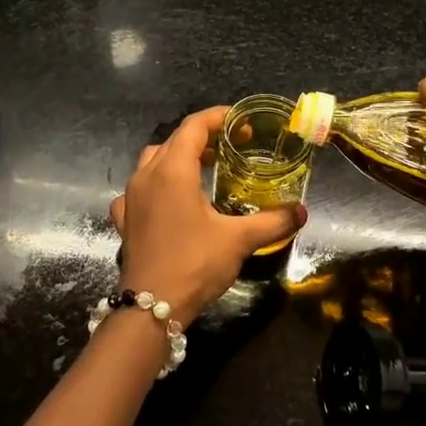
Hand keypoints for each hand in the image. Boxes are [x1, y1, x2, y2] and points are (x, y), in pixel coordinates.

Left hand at [108, 106, 303, 321]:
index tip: (242, 123)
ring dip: (178, 156)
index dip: (219, 117)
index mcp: (173, 170)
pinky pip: (139, 188)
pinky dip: (156, 184)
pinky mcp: (124, 218)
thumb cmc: (195, 263)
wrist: (151, 307)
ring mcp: (131, 197)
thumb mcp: (239, 240)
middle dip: (203, 136)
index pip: (194, 126)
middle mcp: (147, 175)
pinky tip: (169, 200)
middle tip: (231, 146)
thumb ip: (272, 221)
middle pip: (174, 139)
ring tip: (204, 168)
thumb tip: (300, 211)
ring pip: (153, 160)